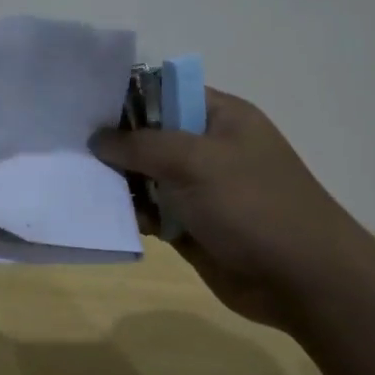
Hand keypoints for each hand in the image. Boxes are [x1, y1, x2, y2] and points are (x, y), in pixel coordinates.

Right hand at [89, 88, 374, 331]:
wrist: (305, 282)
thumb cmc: (253, 205)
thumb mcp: (195, 161)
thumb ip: (141, 144)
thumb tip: (98, 138)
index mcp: (220, 116)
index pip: (163, 91)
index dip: (125, 96)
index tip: (83, 105)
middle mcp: (208, 148)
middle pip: (149, 135)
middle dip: (114, 141)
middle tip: (69, 144)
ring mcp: (199, 189)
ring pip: (146, 175)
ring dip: (118, 180)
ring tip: (76, 178)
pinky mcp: (191, 225)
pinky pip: (151, 210)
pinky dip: (130, 211)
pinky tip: (100, 212)